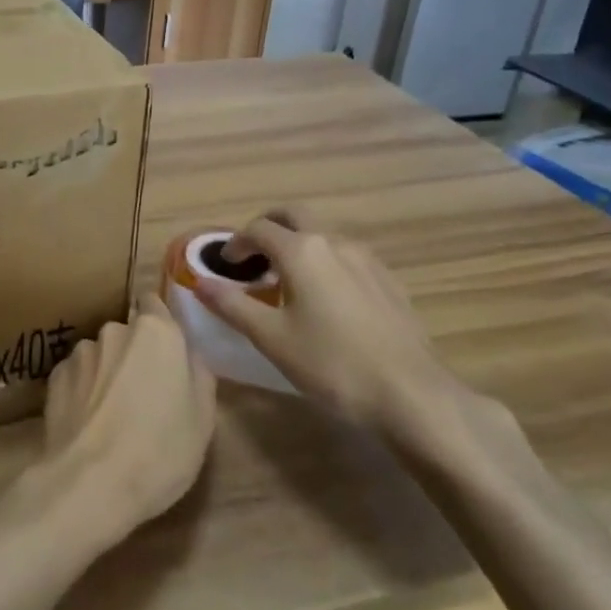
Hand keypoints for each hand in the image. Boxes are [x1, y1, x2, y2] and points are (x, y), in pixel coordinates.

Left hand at [35, 297, 216, 546]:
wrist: (89, 484)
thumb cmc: (160, 451)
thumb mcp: (203, 420)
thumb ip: (199, 375)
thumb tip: (188, 357)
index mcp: (156, 332)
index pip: (155, 303)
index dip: (161, 325)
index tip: (166, 352)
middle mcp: (115, 330)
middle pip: (129, 333)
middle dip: (136, 355)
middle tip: (145, 396)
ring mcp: (81, 352)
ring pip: (101, 355)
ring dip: (108, 373)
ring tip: (113, 416)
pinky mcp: (54, 377)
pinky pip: (78, 376)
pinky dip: (84, 391)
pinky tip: (89, 424)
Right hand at [197, 209, 450, 431]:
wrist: (411, 393)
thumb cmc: (332, 364)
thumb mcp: (272, 338)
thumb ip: (232, 305)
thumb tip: (199, 282)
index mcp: (301, 250)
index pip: (258, 229)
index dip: (236, 243)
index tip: (226, 265)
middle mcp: (334, 242)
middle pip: (294, 216)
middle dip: (269, 227)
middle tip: (253, 255)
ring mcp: (366, 259)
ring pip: (323, 235)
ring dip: (298, 244)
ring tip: (287, 279)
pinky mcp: (387, 280)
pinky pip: (346, 256)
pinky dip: (325, 261)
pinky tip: (326, 298)